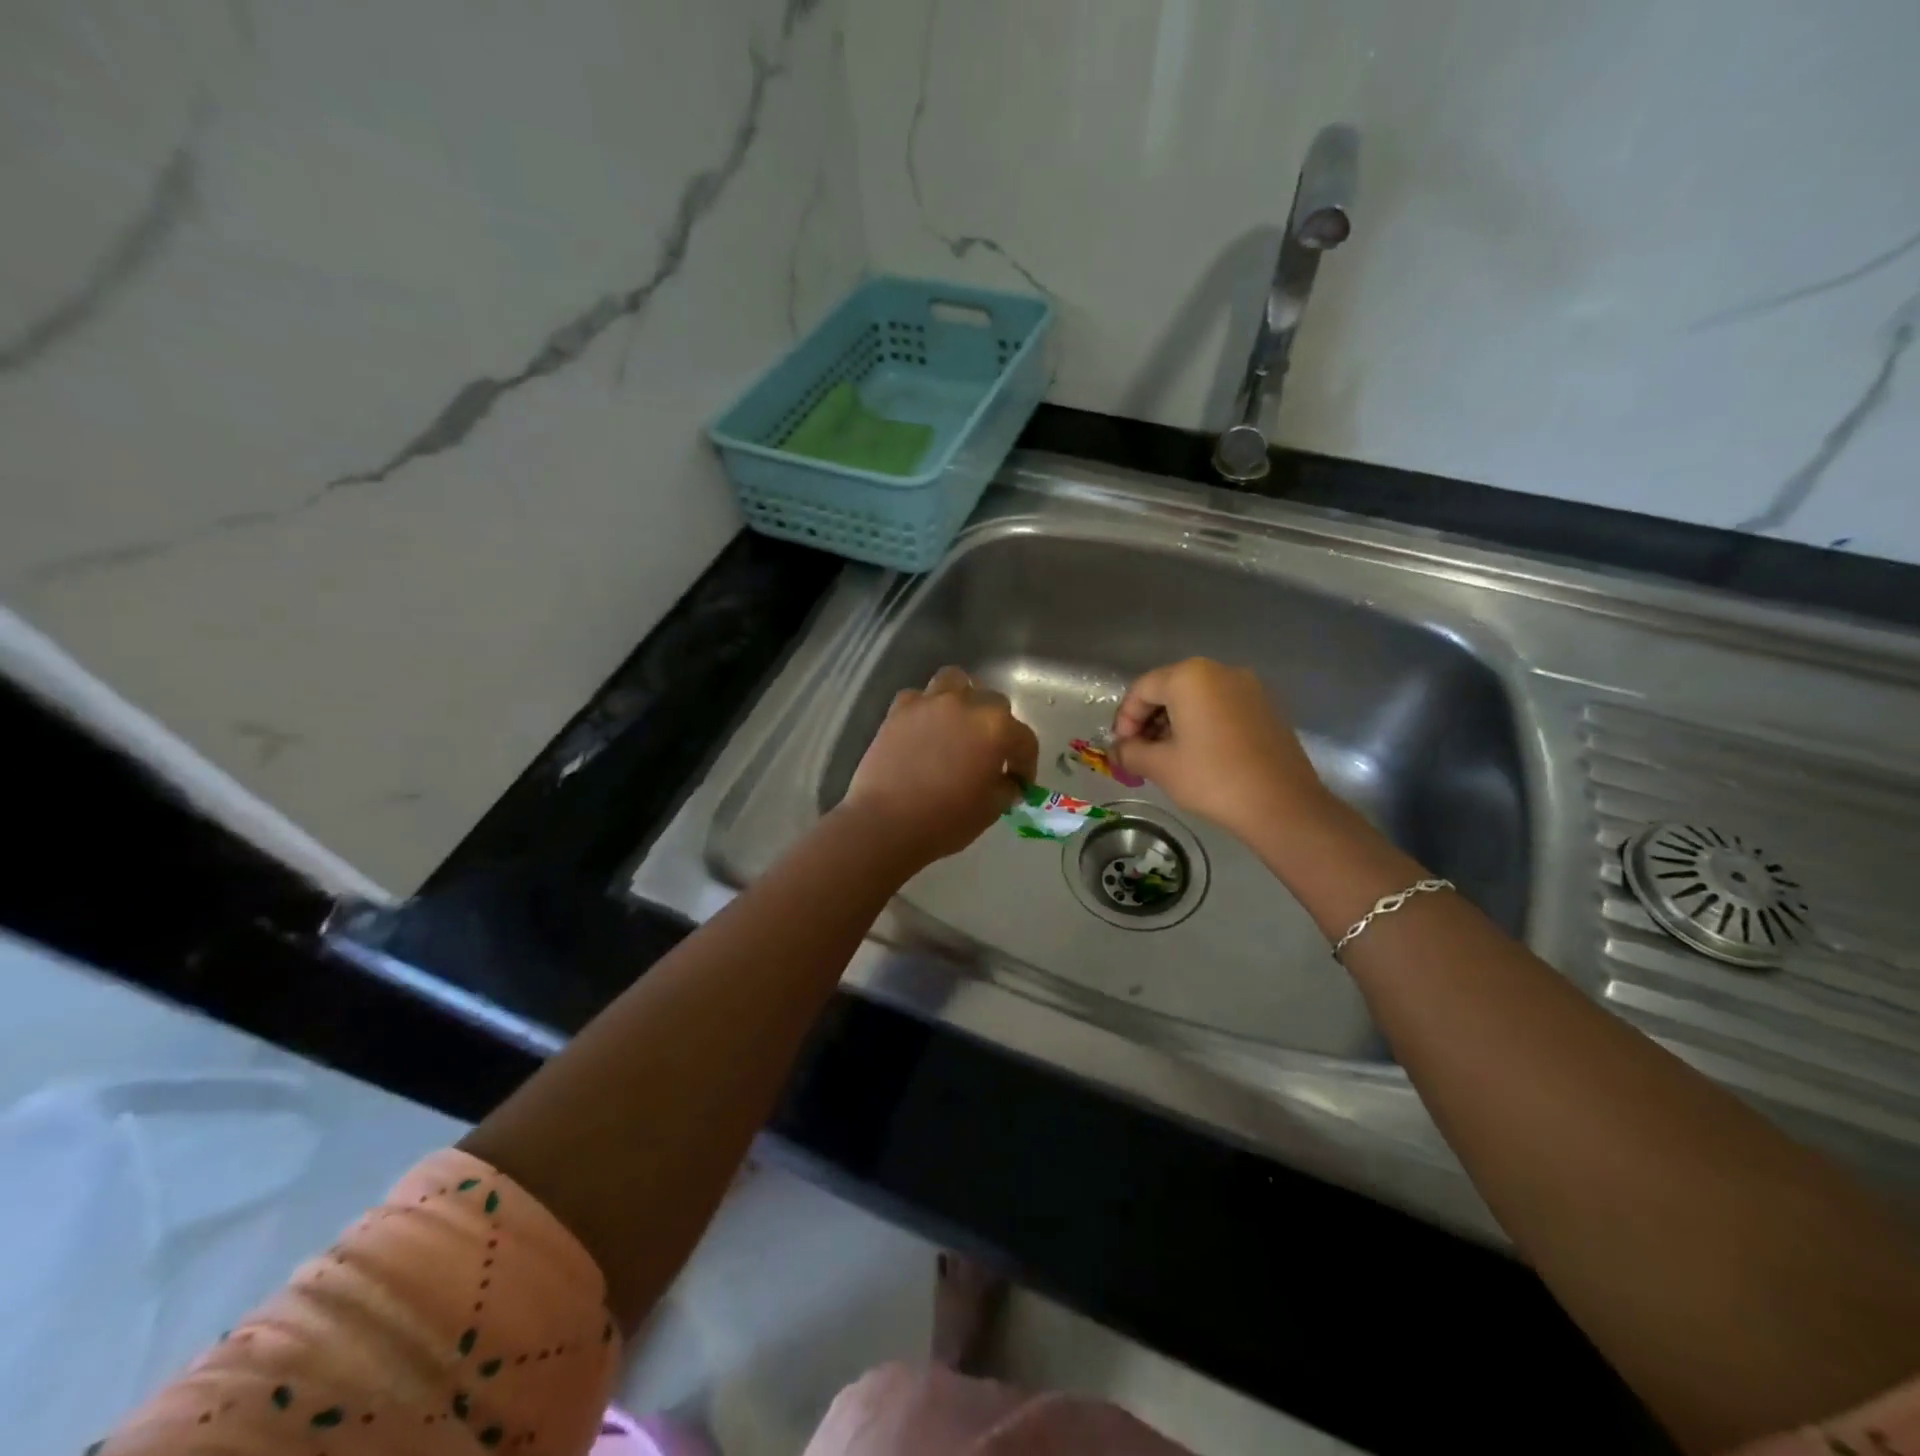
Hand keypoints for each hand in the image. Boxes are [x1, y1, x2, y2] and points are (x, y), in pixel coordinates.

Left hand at [839, 666, 1039, 868]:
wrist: (885, 824)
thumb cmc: (945, 821)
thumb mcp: (990, 810)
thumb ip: (1006, 788)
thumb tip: (1008, 782)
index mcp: (995, 728)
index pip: (1024, 739)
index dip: (1026, 764)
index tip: (1020, 782)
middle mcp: (966, 704)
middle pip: (994, 703)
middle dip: (998, 728)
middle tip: (990, 755)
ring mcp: (929, 702)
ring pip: (955, 681)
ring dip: (964, 699)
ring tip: (960, 724)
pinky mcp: (899, 709)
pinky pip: (919, 697)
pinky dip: (927, 708)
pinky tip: (925, 729)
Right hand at [1110, 658, 1331, 841]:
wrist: (1282, 805)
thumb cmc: (1213, 779)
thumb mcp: (1160, 767)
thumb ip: (1130, 752)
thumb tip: (1117, 750)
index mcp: (1189, 677)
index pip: (1142, 689)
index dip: (1125, 718)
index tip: (1122, 749)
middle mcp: (1220, 671)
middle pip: (1169, 688)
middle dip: (1148, 719)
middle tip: (1140, 753)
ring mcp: (1248, 687)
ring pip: (1196, 698)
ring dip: (1174, 722)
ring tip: (1167, 757)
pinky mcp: (1265, 707)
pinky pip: (1221, 707)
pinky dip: (1202, 724)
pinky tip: (1198, 755)